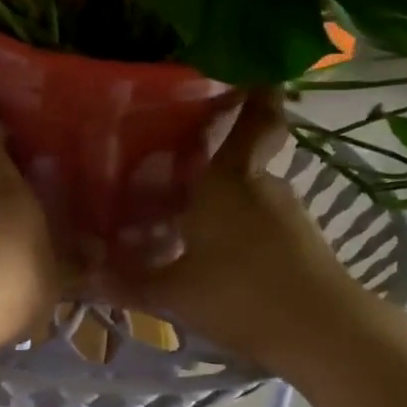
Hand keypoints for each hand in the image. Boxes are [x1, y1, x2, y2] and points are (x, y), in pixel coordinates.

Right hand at [96, 93, 364, 368]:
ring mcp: (289, 212)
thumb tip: (83, 278)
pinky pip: (263, 222)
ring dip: (224, 202)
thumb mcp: (174, 293)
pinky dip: (242, 229)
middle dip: (213, 163)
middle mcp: (261, 185)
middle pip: (241, 159)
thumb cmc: (240, 295)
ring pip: (250, 195)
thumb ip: (129, 283)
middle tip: (174, 171)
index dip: (255, 92)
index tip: (248, 73)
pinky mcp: (304, 242)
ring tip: (187, 222)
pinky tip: (218, 256)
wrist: (323, 334)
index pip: (253, 117)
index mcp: (228, 178)